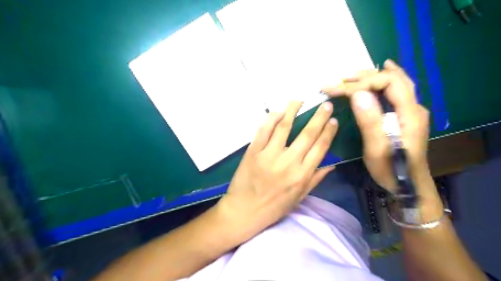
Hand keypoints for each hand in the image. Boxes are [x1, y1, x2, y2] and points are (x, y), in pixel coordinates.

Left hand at [217, 100, 338, 239]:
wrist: (244, 211)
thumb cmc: (273, 207)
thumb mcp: (299, 197)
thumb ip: (316, 179)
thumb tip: (332, 164)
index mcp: (302, 175)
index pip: (320, 148)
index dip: (328, 131)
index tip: (333, 119)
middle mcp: (288, 162)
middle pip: (307, 134)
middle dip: (318, 117)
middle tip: (325, 104)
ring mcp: (269, 155)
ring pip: (284, 127)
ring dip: (293, 111)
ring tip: (300, 99)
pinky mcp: (253, 151)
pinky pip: (263, 131)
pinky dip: (271, 119)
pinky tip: (278, 111)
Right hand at [321, 59, 430, 192]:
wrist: (409, 185)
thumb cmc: (391, 169)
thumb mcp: (377, 148)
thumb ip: (370, 121)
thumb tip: (357, 95)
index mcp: (409, 113)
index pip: (387, 83)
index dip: (360, 83)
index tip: (336, 90)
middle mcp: (413, 106)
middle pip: (392, 79)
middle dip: (364, 76)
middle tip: (340, 80)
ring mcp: (411, 111)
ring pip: (395, 82)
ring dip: (372, 76)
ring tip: (351, 77)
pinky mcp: (405, 116)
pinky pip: (395, 90)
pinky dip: (383, 80)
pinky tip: (381, 72)